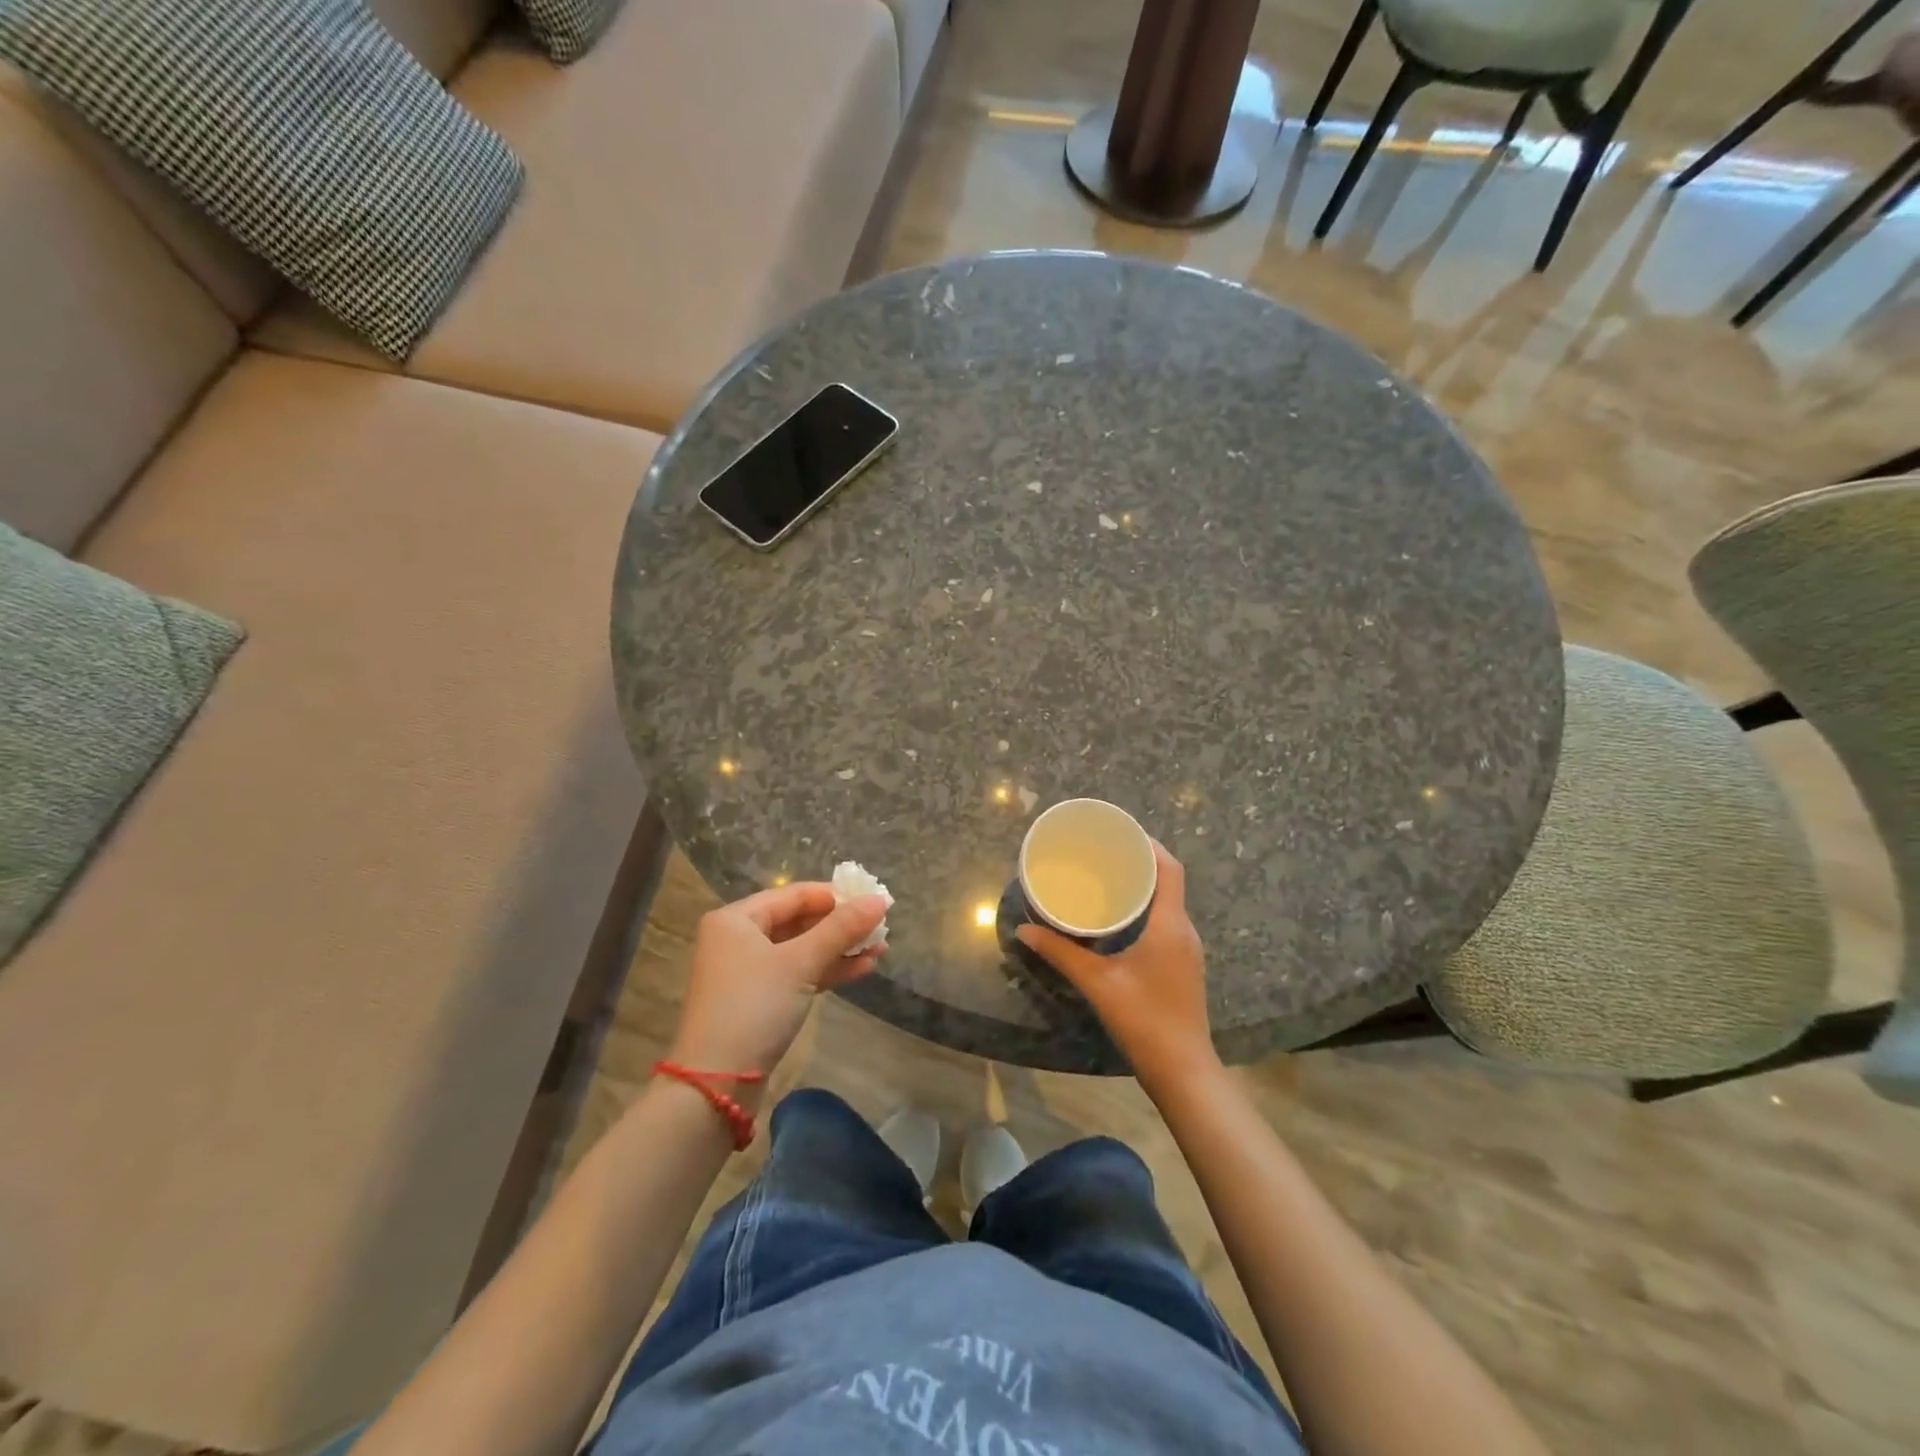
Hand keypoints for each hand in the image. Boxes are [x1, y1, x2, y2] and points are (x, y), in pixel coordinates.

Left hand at [668, 883, 888, 1090]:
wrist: (716, 1084)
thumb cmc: (754, 1007)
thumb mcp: (800, 962)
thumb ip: (841, 928)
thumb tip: (880, 900)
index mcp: (737, 919)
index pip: (795, 894)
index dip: (837, 896)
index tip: (874, 901)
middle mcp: (739, 939)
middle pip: (799, 921)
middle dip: (842, 925)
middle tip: (882, 926)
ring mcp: (748, 972)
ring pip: (802, 950)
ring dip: (840, 949)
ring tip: (881, 949)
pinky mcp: (760, 1001)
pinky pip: (798, 974)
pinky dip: (827, 970)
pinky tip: (863, 969)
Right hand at [1016, 841, 1217, 1090]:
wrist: (1182, 1071)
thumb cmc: (1143, 1019)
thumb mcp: (1097, 982)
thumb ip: (1060, 953)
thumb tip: (1024, 930)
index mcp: (1170, 925)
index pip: (1170, 869)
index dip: (1149, 844)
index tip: (1121, 832)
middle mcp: (1184, 930)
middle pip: (1168, 882)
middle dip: (1140, 862)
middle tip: (1104, 853)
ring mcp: (1186, 950)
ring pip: (1167, 904)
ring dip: (1143, 887)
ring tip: (1108, 879)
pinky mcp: (1183, 966)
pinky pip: (1166, 923)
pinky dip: (1145, 910)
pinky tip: (1119, 920)